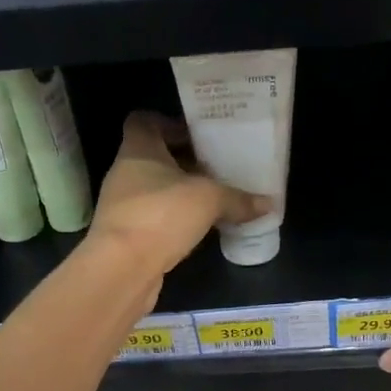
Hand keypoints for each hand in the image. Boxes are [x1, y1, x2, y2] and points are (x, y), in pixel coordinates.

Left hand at [87, 112, 267, 278]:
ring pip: (154, 188)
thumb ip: (238, 198)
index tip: (197, 135)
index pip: (143, 121)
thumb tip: (269, 203)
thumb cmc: (160, 215)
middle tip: (217, 167)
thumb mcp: (208, 200)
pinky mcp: (126, 235)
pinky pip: (153, 217)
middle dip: (184, 161)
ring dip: (180, 192)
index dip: (168, 123)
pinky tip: (198, 228)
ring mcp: (122, 205)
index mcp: (138, 149)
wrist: (121, 269)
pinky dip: (173, 219)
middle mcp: (124, 172)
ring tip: (213, 198)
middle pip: (154, 156)